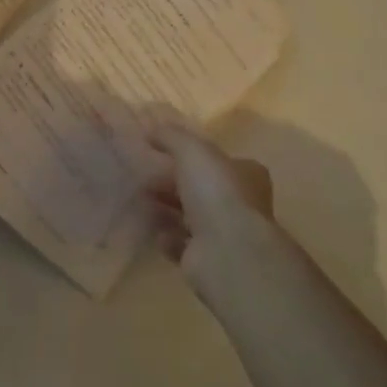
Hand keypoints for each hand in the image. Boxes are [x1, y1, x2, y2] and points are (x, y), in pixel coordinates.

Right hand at [145, 126, 284, 296]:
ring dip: (166, 209)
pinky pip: (181, 243)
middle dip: (174, 182)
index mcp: (246, 175)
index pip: (222, 161)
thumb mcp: (192, 151)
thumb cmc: (216, 192)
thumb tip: (151, 128)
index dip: (196, 156)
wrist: (226, 252)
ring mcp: (225, 234)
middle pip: (202, 189)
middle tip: (144, 175)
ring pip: (191, 216)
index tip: (165, 152)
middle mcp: (240, 204)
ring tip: (139, 198)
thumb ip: (172, 136)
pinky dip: (166, 237)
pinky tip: (151, 229)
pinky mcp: (207, 259)